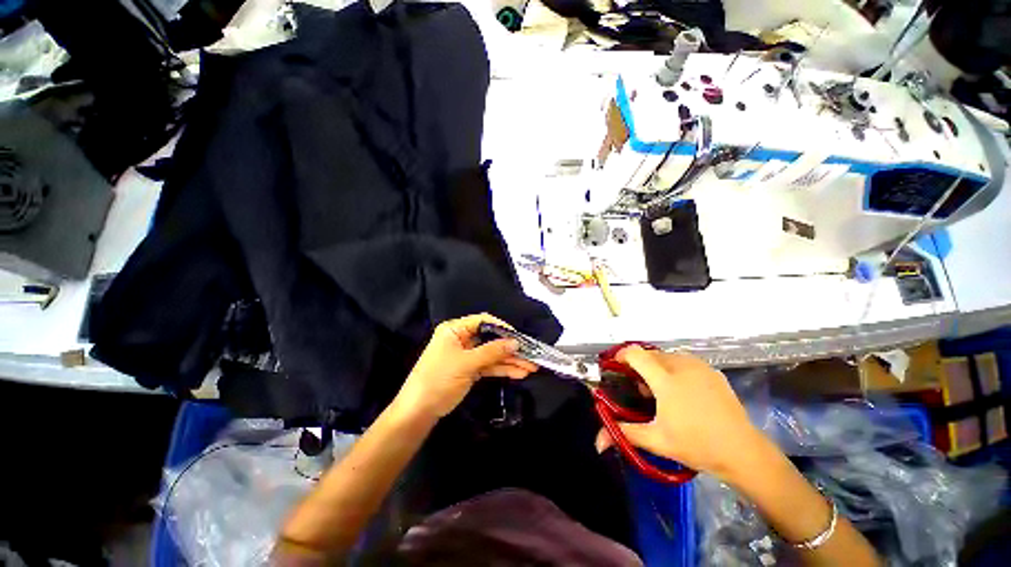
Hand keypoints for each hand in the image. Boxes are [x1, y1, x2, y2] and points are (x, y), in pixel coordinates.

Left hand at [394, 314, 538, 419]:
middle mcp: (462, 339)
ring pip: (493, 354)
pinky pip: (489, 366)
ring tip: (530, 367)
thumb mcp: (466, 363)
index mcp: (455, 330)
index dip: (502, 327)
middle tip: (530, 355)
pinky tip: (519, 373)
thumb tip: (516, 342)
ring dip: (510, 361)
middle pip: (491, 339)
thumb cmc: (439, 379)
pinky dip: (503, 369)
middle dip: (510, 348)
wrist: (419, 411)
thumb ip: (492, 351)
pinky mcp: (470, 370)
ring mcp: (467, 355)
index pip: (483, 321)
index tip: (519, 336)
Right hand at [595, 346, 763, 479]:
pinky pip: (684, 361)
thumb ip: (623, 434)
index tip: (616, 368)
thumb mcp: (656, 441)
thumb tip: (597, 442)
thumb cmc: (697, 444)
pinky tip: (682, 391)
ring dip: (656, 366)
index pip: (635, 353)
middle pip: (650, 354)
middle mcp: (681, 366)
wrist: (743, 452)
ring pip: (667, 356)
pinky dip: (674, 369)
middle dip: (639, 365)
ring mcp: (700, 367)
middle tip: (639, 389)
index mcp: (665, 379)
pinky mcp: (713, 372)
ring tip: (660, 390)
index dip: (621, 356)